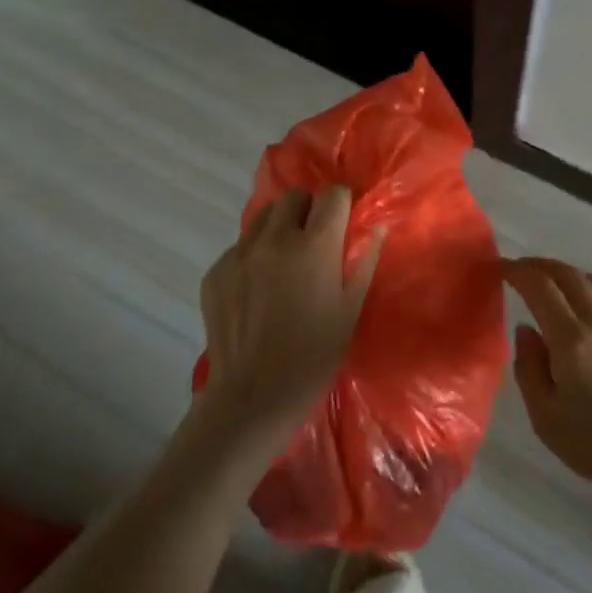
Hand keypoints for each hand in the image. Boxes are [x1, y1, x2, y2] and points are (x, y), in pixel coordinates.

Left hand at [199, 185, 381, 438]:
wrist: (253, 397)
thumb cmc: (314, 356)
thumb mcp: (351, 309)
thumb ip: (364, 260)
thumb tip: (376, 226)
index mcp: (314, 246)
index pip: (333, 195)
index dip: (342, 205)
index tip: (344, 222)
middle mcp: (274, 240)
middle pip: (294, 198)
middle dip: (308, 211)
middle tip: (314, 243)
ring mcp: (239, 254)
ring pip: (262, 218)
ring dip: (279, 228)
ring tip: (284, 263)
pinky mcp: (215, 272)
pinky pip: (239, 248)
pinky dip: (253, 257)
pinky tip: (258, 290)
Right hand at [503, 257, 591, 499]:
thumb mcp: (547, 419)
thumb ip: (529, 370)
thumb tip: (525, 331)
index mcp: (570, 339)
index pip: (540, 287)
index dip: (518, 272)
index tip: (500, 268)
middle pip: (570, 275)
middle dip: (542, 266)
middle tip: (522, 269)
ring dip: (572, 275)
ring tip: (557, 284)